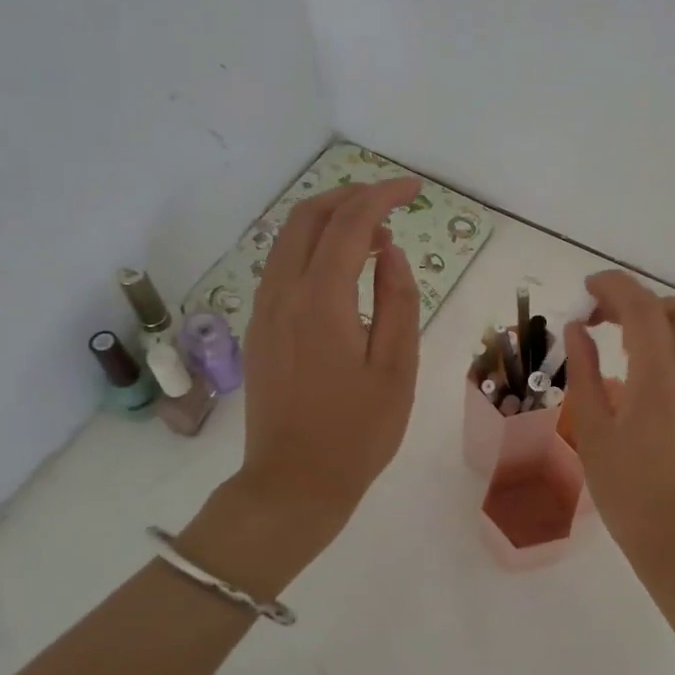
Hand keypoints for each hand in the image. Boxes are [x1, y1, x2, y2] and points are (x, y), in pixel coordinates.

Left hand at [181, 178, 423, 589]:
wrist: (292, 485)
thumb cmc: (357, 432)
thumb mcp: (396, 367)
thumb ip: (397, 300)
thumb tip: (389, 252)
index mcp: (320, 301)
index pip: (348, 224)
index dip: (382, 196)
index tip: (413, 189)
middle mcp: (282, 294)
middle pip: (307, 217)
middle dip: (350, 196)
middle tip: (392, 203)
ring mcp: (263, 311)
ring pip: (289, 239)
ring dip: (331, 221)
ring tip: (376, 236)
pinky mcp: (260, 328)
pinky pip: (283, 266)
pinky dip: (315, 248)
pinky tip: (345, 270)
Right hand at [563, 271, 674, 591]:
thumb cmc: (629, 490)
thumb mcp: (594, 430)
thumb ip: (585, 371)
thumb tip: (578, 328)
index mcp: (660, 373)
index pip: (641, 306)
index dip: (612, 286)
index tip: (585, 289)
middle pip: (673, 307)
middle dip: (634, 299)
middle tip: (599, 318)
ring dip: (658, 315)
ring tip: (623, 338)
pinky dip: (673, 336)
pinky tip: (644, 364)